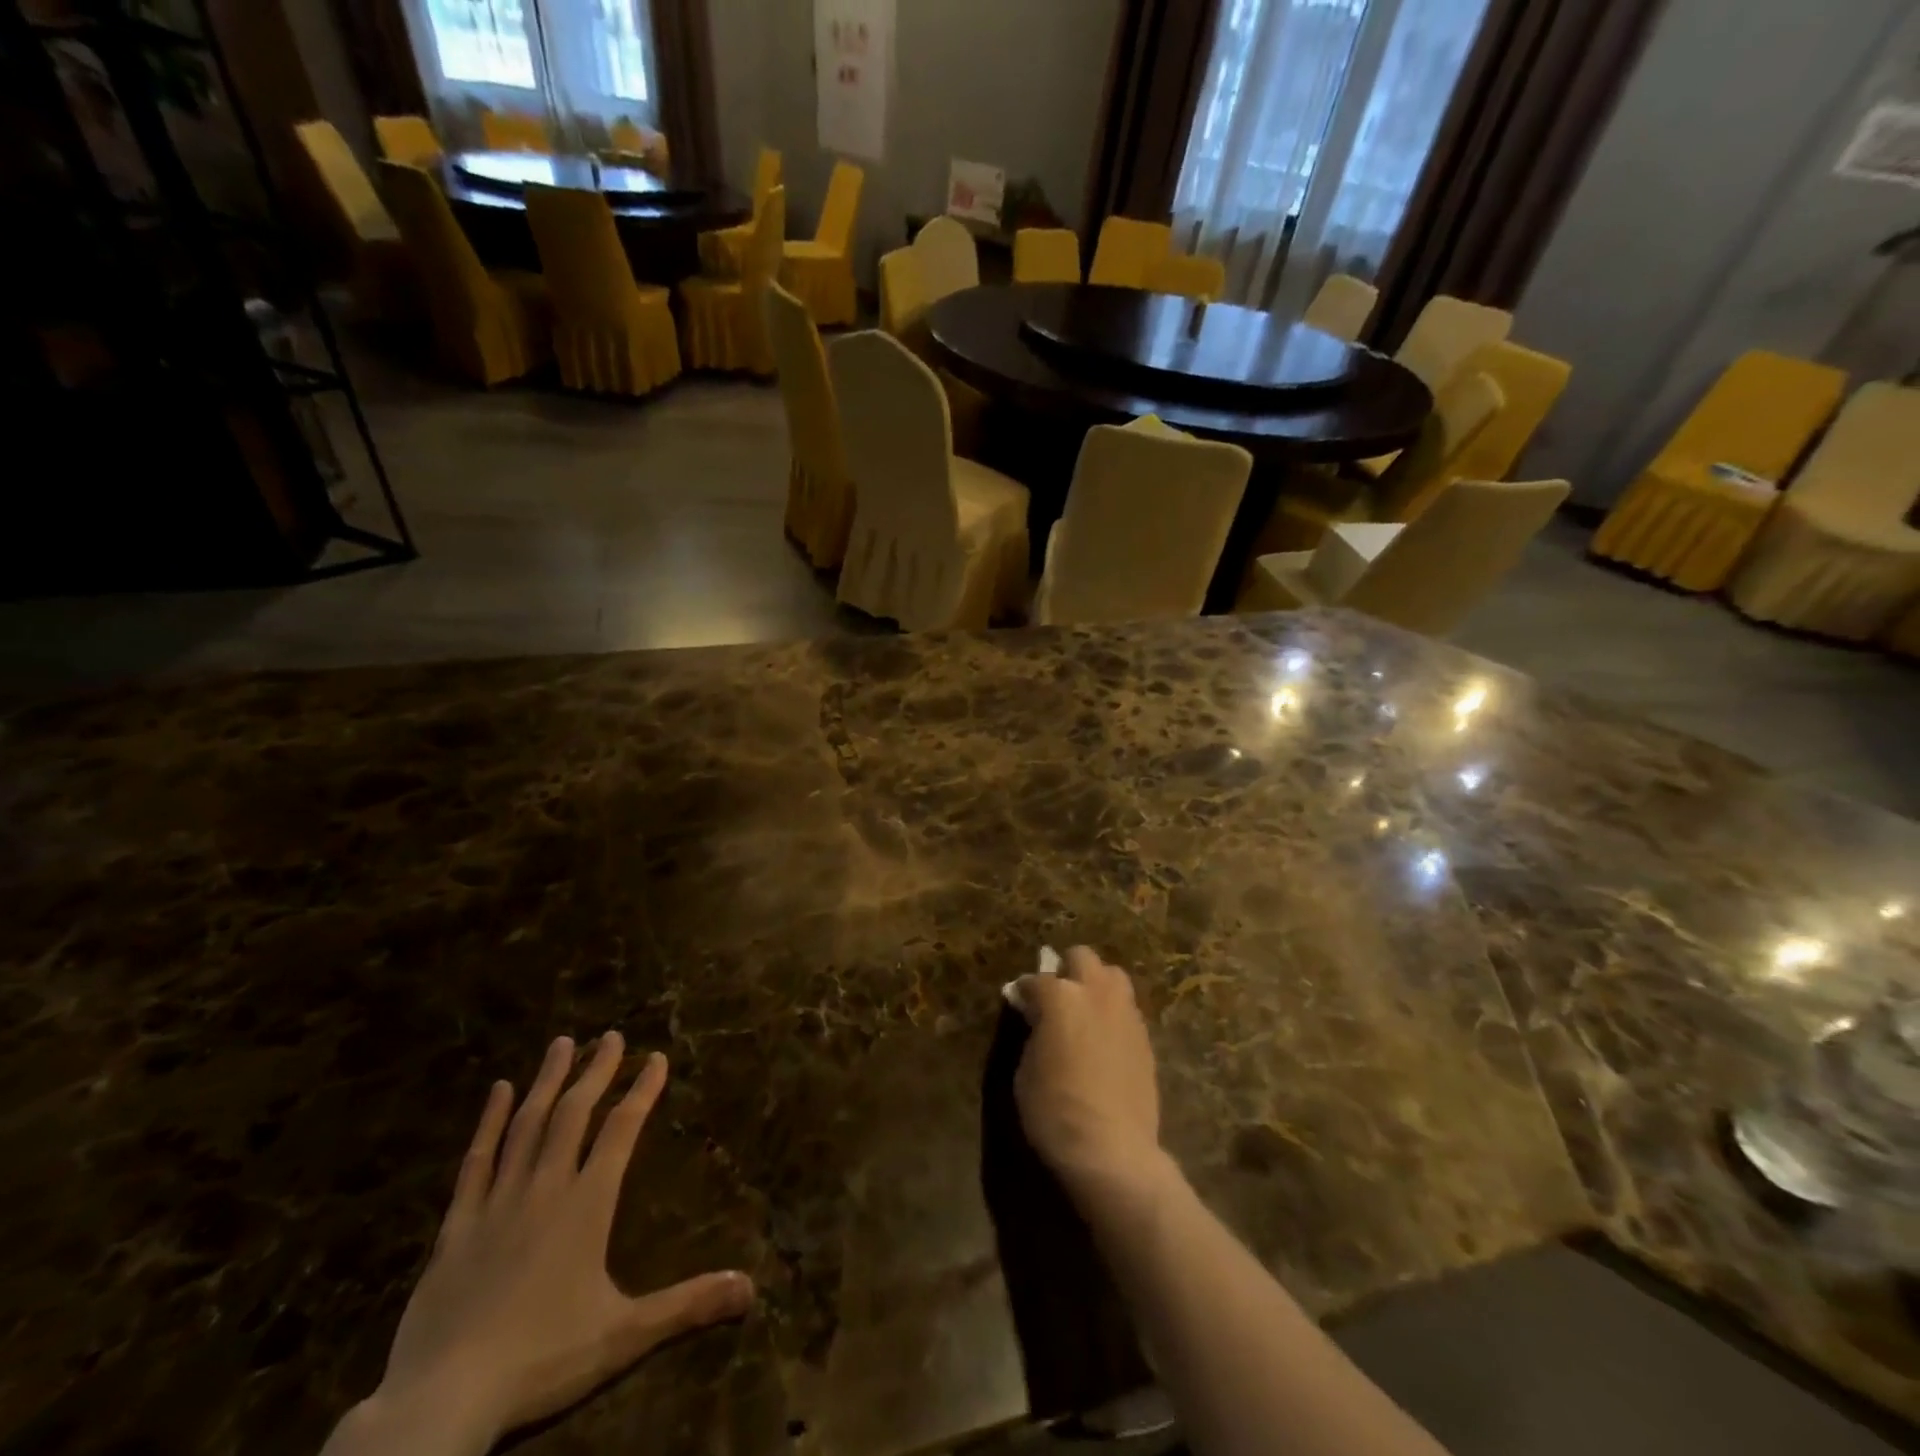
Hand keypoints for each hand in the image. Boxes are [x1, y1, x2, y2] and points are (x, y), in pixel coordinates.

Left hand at [328, 1034, 754, 1455]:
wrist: (441, 1400)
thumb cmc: (541, 1360)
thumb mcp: (624, 1336)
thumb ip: (687, 1305)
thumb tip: (751, 1288)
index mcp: (587, 1204)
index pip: (621, 1130)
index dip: (642, 1090)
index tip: (657, 1057)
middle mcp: (545, 1188)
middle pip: (573, 1114)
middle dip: (596, 1071)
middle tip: (610, 1035)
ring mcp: (496, 1202)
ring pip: (526, 1125)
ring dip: (547, 1081)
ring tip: (562, 1043)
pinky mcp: (456, 1226)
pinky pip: (476, 1161)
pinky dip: (488, 1122)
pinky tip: (496, 1091)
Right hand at [1010, 947, 1162, 1199]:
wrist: (1111, 1149)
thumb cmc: (1055, 1110)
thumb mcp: (1026, 1070)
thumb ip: (1032, 1032)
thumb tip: (1037, 1020)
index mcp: (1060, 997)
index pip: (1035, 980)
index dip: (1023, 992)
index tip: (1019, 1003)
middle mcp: (1096, 993)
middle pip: (1082, 957)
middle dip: (1066, 970)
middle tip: (1056, 998)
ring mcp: (1126, 1012)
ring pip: (1112, 976)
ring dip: (1095, 985)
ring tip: (1084, 1012)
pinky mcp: (1145, 1037)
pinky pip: (1127, 1008)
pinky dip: (1112, 1013)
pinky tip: (1104, 1039)